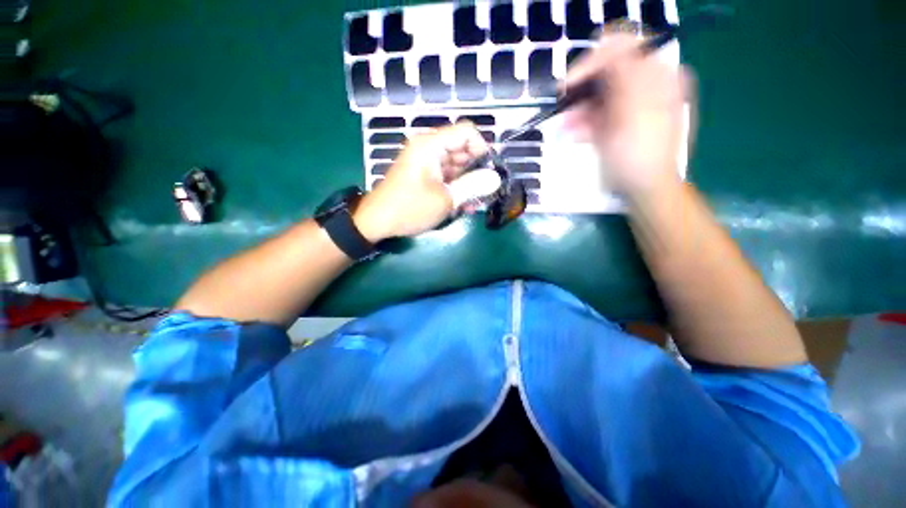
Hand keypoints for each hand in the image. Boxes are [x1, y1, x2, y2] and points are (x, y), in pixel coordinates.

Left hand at [353, 123, 500, 240]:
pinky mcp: (425, 175)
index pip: (467, 132)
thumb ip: (472, 186)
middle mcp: (429, 148)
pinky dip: (457, 187)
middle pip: (463, 148)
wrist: (377, 221)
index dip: (483, 148)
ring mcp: (426, 162)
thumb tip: (496, 178)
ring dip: (469, 182)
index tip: (491, 171)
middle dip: (478, 169)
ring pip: (457, 164)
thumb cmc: (410, 208)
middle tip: (488, 190)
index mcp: (431, 145)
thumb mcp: (445, 199)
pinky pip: (447, 175)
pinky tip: (465, 204)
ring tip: (477, 201)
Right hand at [563, 32, 694, 196]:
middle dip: (583, 90)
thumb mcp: (634, 108)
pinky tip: (576, 134)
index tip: (569, 84)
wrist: (644, 189)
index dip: (594, 61)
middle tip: (564, 107)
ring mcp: (632, 106)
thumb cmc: (640, 153)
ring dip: (579, 110)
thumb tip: (606, 43)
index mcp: (657, 76)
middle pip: (608, 73)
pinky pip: (598, 115)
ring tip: (567, 127)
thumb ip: (624, 70)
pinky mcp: (619, 124)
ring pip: (599, 96)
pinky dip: (585, 123)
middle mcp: (646, 86)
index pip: (623, 50)